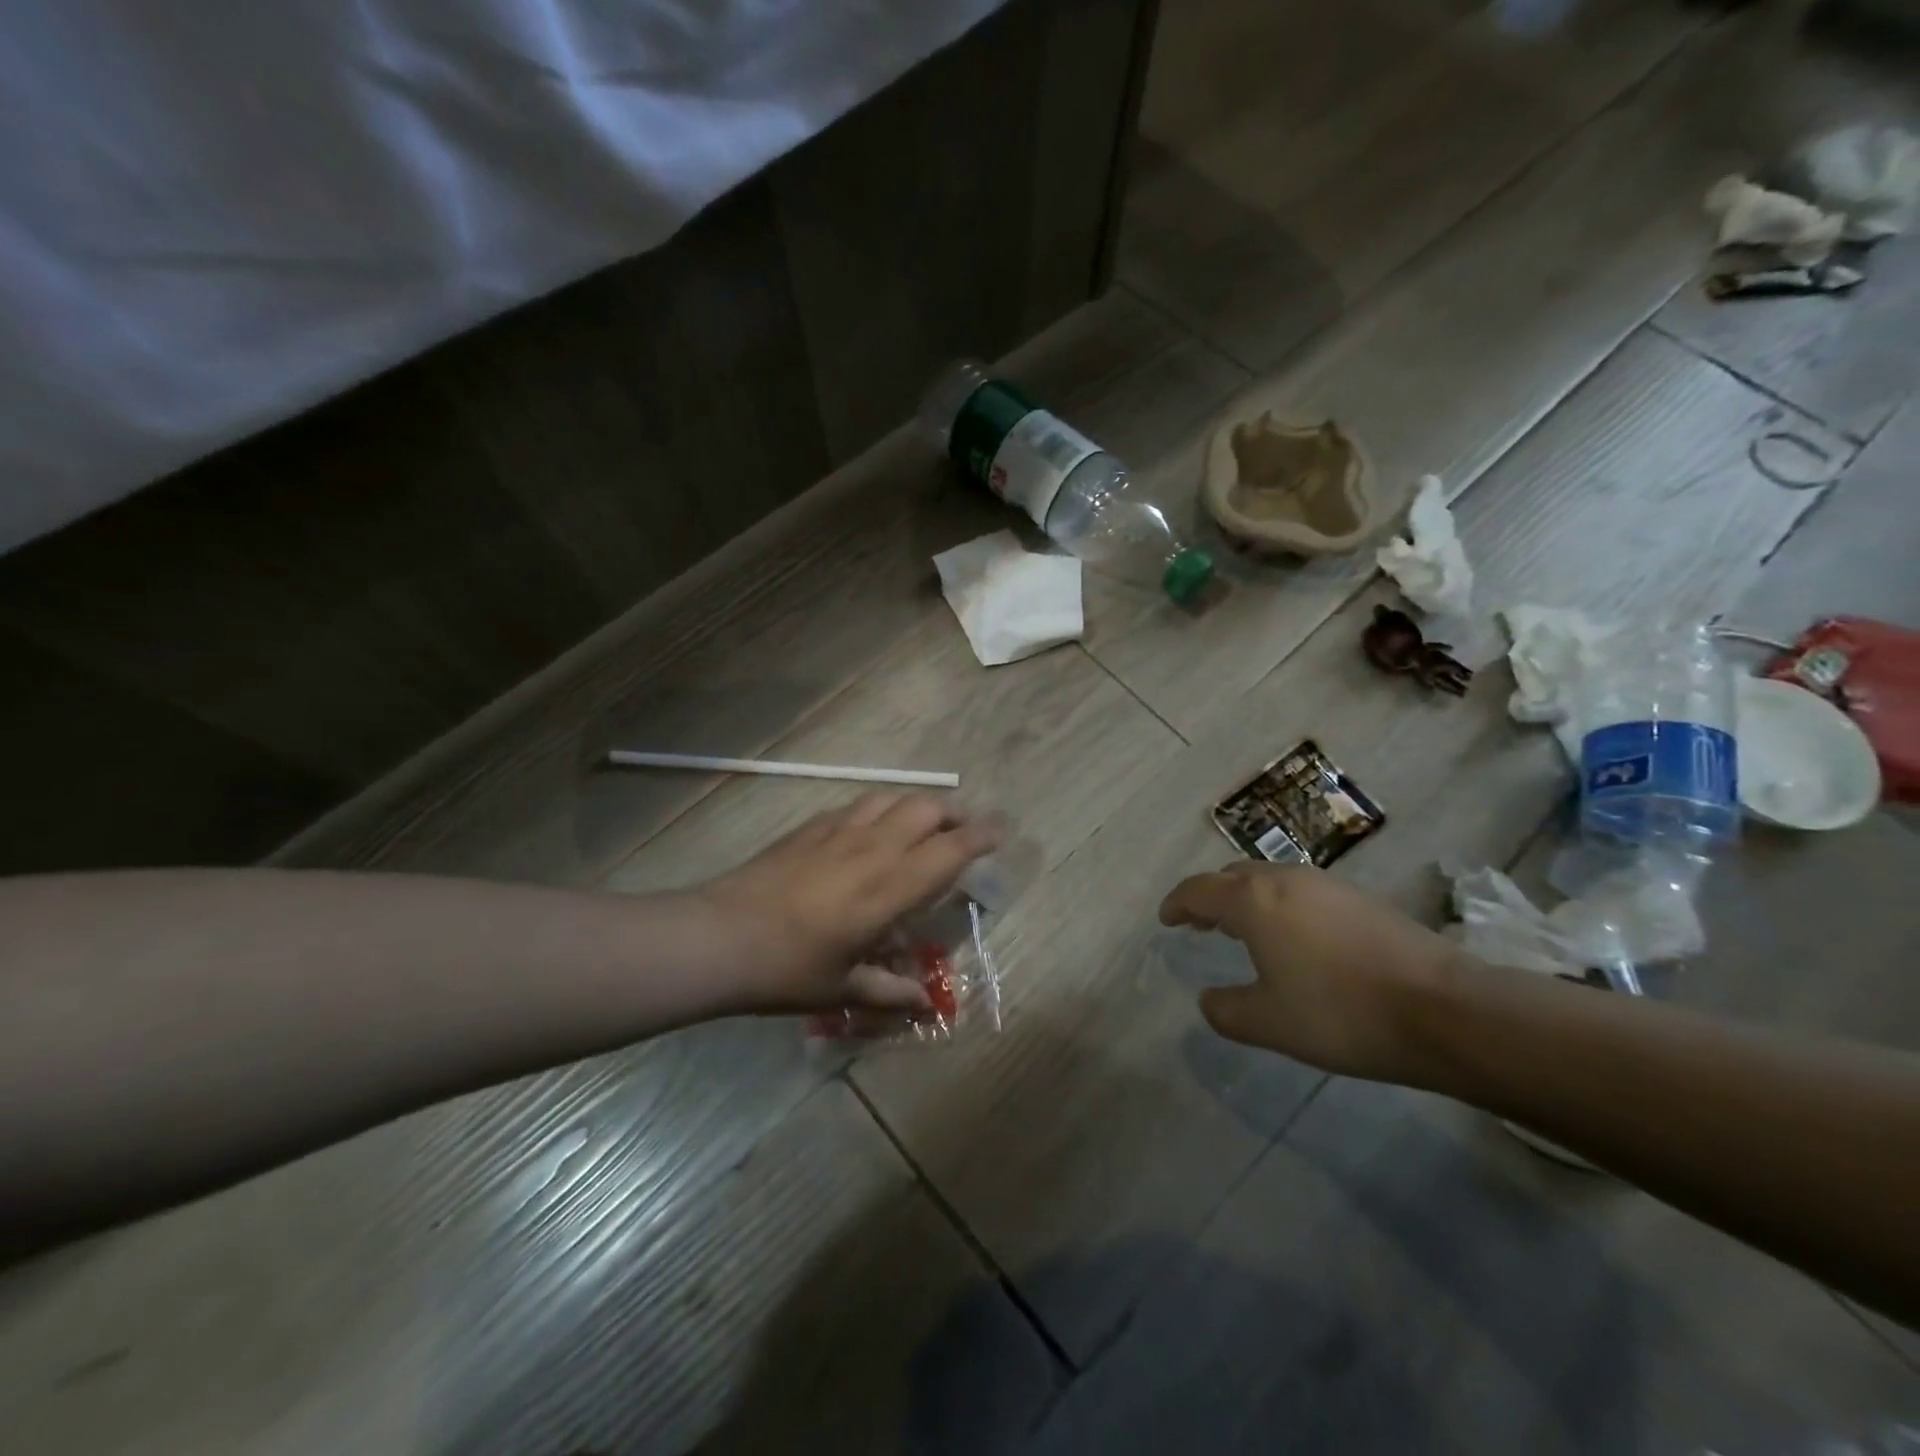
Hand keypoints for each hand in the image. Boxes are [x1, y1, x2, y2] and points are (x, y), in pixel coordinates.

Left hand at [695, 793, 999, 1014]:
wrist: (718, 937)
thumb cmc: (787, 969)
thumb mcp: (843, 989)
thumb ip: (889, 992)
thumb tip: (925, 1004)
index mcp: (889, 887)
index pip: (949, 850)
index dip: (980, 837)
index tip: (999, 833)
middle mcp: (871, 848)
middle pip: (925, 808)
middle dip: (953, 813)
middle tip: (962, 832)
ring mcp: (838, 831)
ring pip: (891, 798)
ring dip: (916, 805)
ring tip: (921, 824)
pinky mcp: (809, 828)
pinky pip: (857, 806)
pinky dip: (878, 810)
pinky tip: (869, 831)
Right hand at [1158, 862, 1460, 1080]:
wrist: (1444, 1009)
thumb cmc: (1341, 1013)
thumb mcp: (1269, 1023)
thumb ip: (1227, 1011)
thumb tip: (1208, 1000)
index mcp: (1254, 901)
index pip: (1199, 890)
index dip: (1177, 904)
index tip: (1166, 919)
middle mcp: (1285, 879)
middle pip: (1233, 877)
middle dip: (1212, 897)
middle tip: (1201, 923)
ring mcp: (1327, 885)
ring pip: (1270, 880)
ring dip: (1248, 900)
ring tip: (1245, 930)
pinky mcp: (1360, 898)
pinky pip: (1301, 892)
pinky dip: (1281, 906)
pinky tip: (1296, 939)